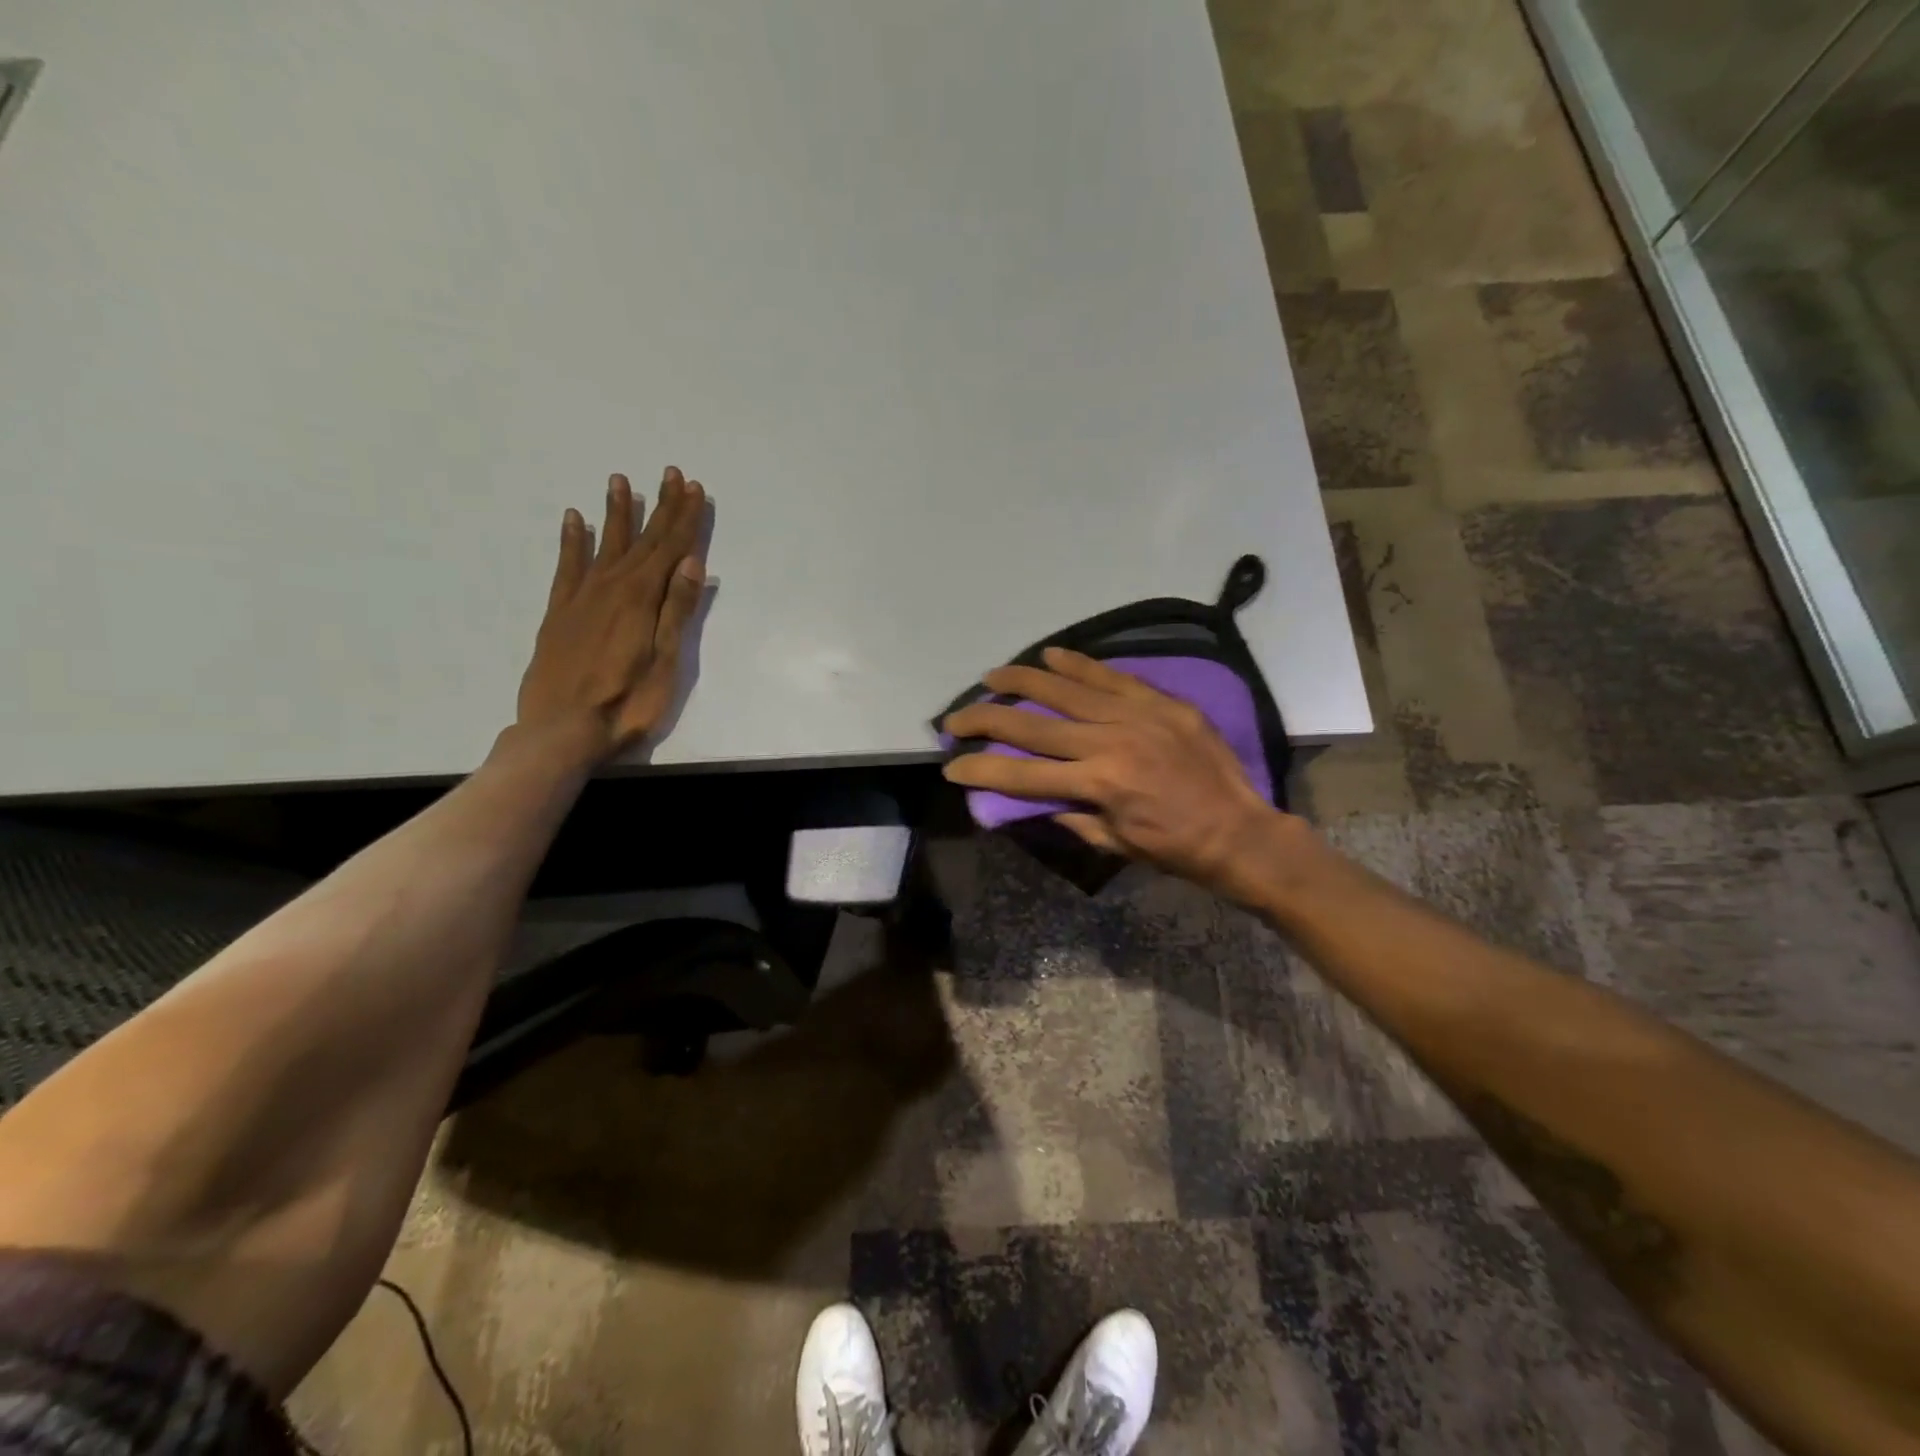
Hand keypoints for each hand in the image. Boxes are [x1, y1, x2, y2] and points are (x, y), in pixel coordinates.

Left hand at [515, 467, 706, 763]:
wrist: (561, 730)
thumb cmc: (626, 703)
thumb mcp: (665, 662)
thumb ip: (676, 610)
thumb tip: (692, 563)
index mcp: (642, 598)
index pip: (670, 549)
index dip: (684, 518)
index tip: (692, 487)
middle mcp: (611, 587)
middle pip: (642, 540)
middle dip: (660, 507)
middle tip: (670, 474)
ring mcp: (581, 597)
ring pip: (603, 544)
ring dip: (615, 513)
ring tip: (620, 481)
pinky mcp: (559, 612)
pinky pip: (567, 566)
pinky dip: (572, 541)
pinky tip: (574, 520)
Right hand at [941, 647, 1296, 894]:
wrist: (1241, 831)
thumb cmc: (1174, 848)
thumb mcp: (1114, 843)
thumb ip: (1071, 815)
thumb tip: (1037, 795)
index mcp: (1098, 784)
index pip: (1023, 775)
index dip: (982, 769)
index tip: (952, 765)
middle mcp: (1110, 742)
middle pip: (1034, 725)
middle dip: (987, 720)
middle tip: (955, 717)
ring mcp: (1136, 715)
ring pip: (1067, 689)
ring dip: (1023, 680)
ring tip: (993, 675)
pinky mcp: (1160, 701)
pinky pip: (1111, 676)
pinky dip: (1079, 663)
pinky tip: (1051, 654)